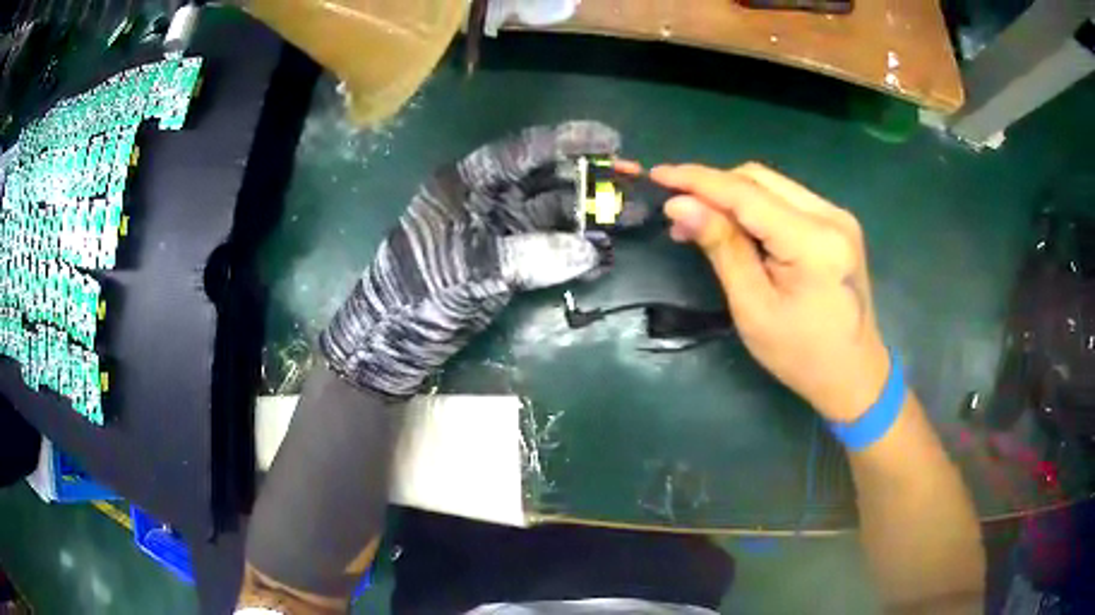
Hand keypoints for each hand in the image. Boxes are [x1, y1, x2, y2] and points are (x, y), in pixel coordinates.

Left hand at [320, 122, 619, 396]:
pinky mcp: (507, 262)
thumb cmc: (416, 291)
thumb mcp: (466, 269)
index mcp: (468, 183)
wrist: (393, 339)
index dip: (569, 141)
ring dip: (590, 217)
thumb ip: (527, 256)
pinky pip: (550, 248)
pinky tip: (604, 255)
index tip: (612, 141)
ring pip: (554, 214)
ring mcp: (499, 231)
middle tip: (634, 185)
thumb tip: (590, 251)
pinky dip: (576, 251)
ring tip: (631, 222)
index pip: (523, 150)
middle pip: (547, 180)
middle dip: (590, 180)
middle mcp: (488, 199)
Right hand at [651, 162, 888, 422]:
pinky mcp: (838, 224)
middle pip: (760, 178)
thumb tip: (679, 205)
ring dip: (733, 196)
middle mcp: (831, 216)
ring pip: (773, 185)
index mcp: (813, 242)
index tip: (659, 175)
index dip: (698, 180)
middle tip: (679, 214)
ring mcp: (838, 216)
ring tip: (702, 223)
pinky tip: (739, 229)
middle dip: (714, 187)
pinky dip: (756, 207)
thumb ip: (721, 248)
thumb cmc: (801, 355)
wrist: (855, 374)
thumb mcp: (754, 308)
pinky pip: (787, 199)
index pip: (746, 193)